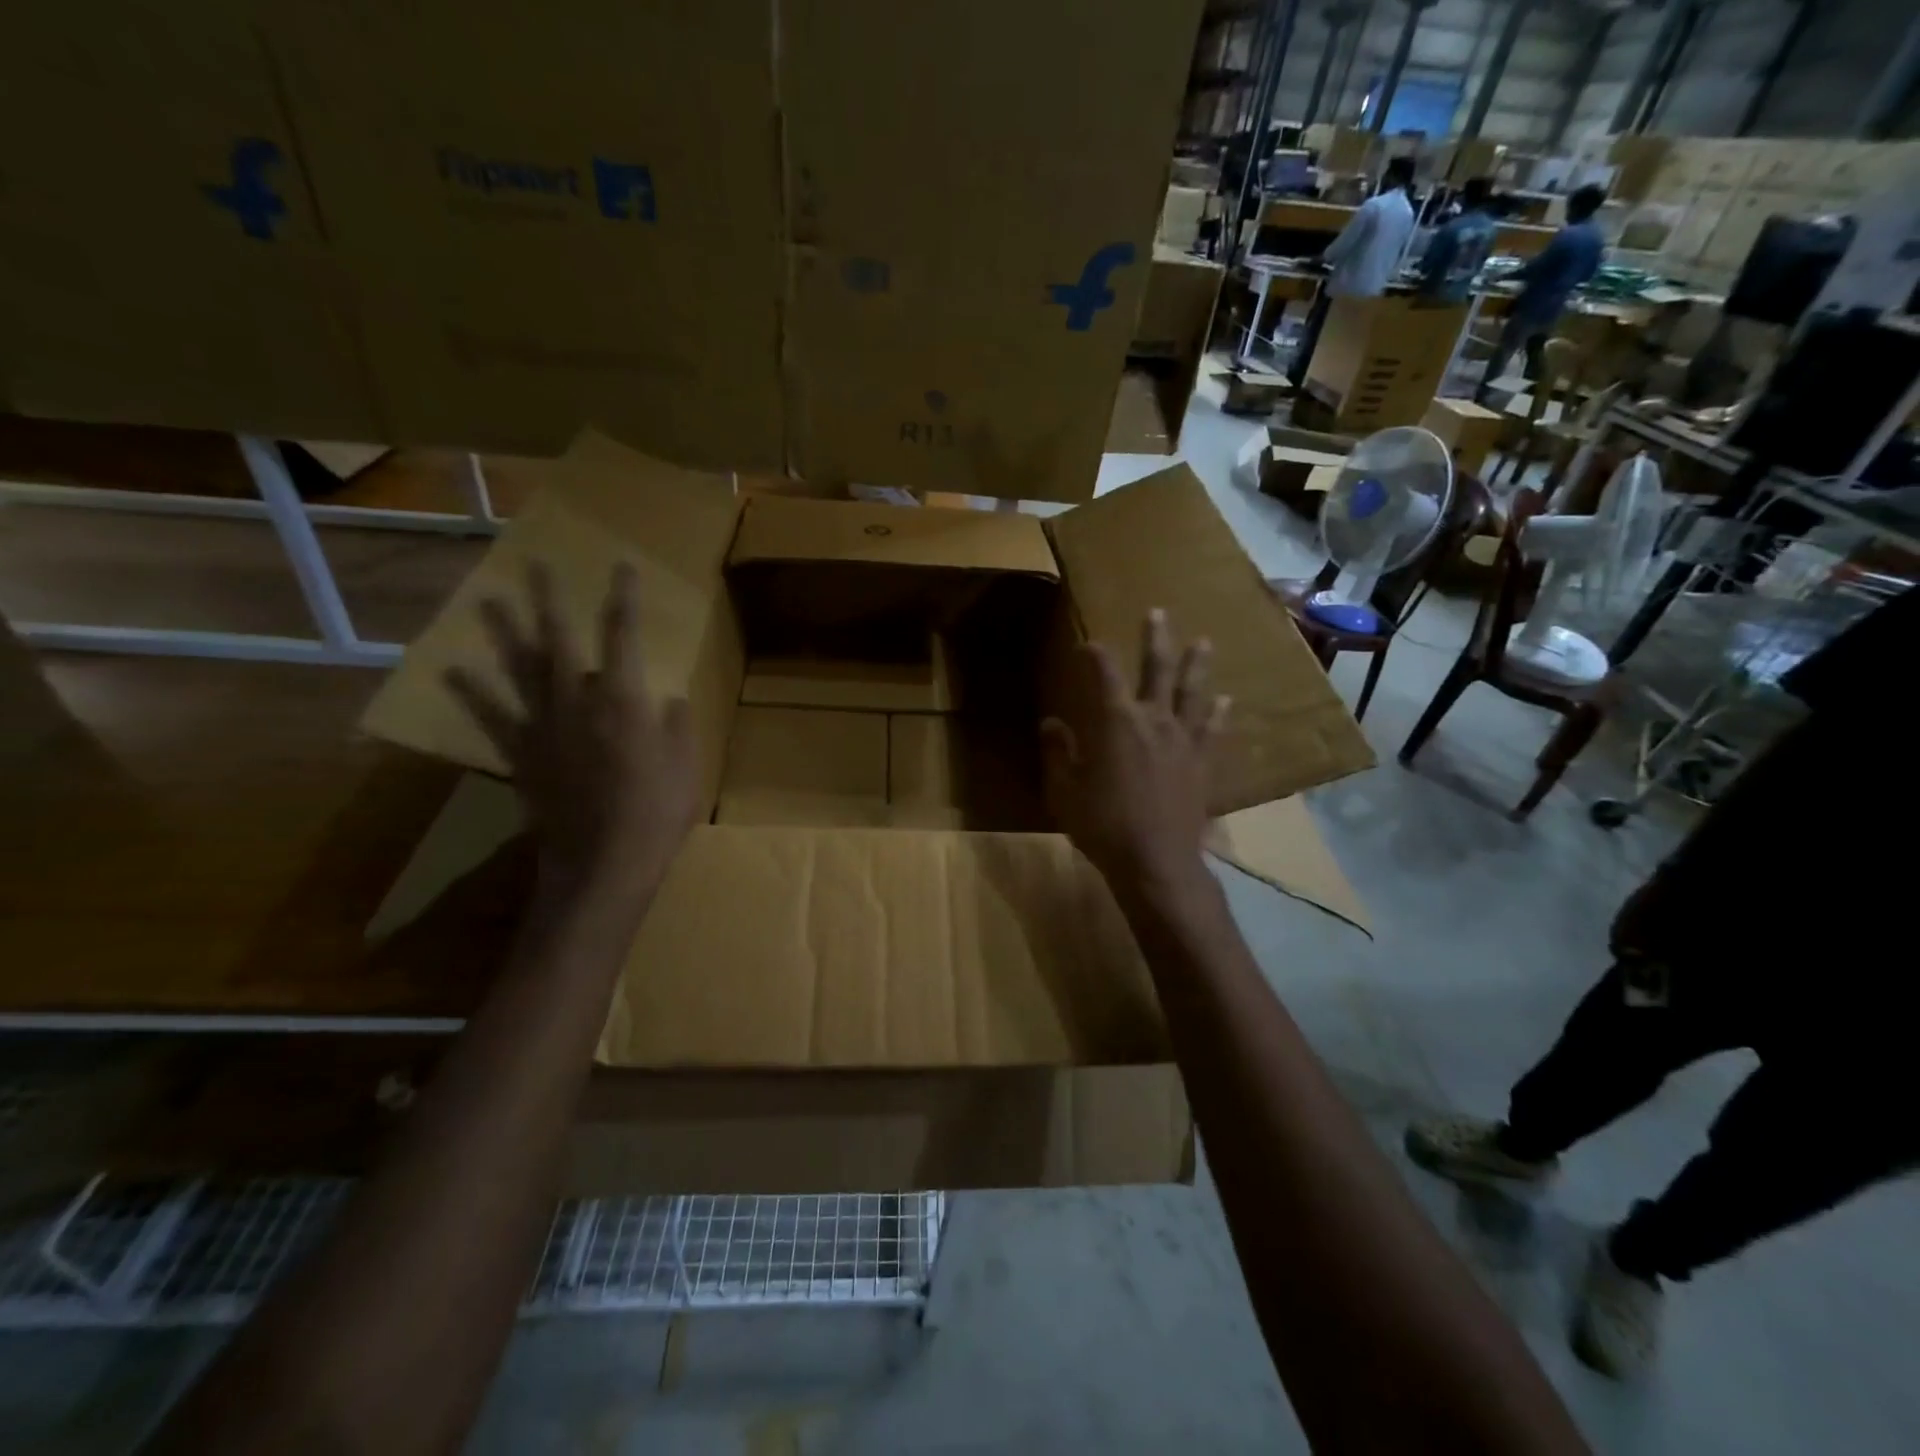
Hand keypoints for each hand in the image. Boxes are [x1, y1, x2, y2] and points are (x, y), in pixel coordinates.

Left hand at [444, 562, 698, 904]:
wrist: (603, 864)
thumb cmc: (656, 813)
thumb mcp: (686, 766)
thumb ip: (677, 726)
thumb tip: (669, 700)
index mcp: (624, 700)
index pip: (623, 635)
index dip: (623, 598)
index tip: (621, 566)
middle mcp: (577, 701)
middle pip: (559, 640)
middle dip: (550, 600)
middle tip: (537, 565)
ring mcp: (543, 727)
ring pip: (520, 670)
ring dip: (504, 632)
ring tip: (487, 599)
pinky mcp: (522, 755)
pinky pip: (493, 717)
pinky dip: (472, 694)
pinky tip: (454, 671)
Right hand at [1041, 609, 1229, 895]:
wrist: (1155, 861)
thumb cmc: (1102, 824)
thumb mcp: (1064, 790)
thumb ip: (1058, 752)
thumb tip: (1051, 723)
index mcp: (1116, 721)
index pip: (1104, 673)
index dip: (1095, 654)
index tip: (1088, 644)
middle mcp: (1153, 719)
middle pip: (1157, 669)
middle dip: (1155, 638)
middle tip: (1158, 612)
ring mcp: (1184, 739)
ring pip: (1192, 692)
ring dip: (1197, 665)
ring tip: (1204, 642)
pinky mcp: (1202, 762)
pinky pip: (1213, 730)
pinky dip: (1219, 713)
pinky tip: (1226, 701)